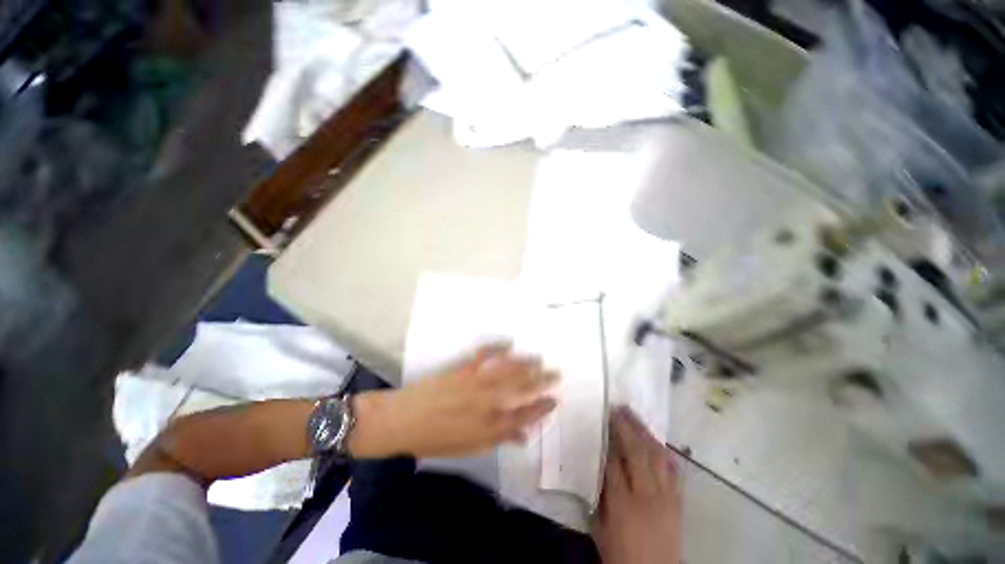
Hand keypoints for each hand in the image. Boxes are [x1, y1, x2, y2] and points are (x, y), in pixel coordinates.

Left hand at [349, 345, 557, 458]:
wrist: (404, 420)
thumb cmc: (435, 440)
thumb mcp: (468, 448)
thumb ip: (498, 439)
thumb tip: (522, 436)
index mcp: (489, 426)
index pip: (524, 416)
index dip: (542, 408)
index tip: (555, 400)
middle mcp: (487, 402)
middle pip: (521, 389)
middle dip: (542, 381)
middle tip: (556, 373)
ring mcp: (476, 382)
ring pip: (508, 370)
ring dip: (526, 364)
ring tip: (540, 358)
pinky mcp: (464, 369)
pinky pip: (484, 356)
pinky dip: (497, 348)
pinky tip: (508, 344)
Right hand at [592, 407, 680, 563]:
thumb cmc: (621, 555)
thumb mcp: (601, 528)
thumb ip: (598, 496)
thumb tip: (597, 466)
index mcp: (623, 504)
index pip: (614, 462)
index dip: (608, 439)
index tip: (603, 420)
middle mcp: (646, 496)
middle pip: (637, 453)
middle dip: (626, 427)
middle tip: (618, 408)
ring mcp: (666, 497)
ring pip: (656, 457)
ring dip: (645, 433)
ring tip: (634, 416)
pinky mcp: (677, 502)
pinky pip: (672, 470)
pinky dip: (663, 452)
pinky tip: (656, 440)